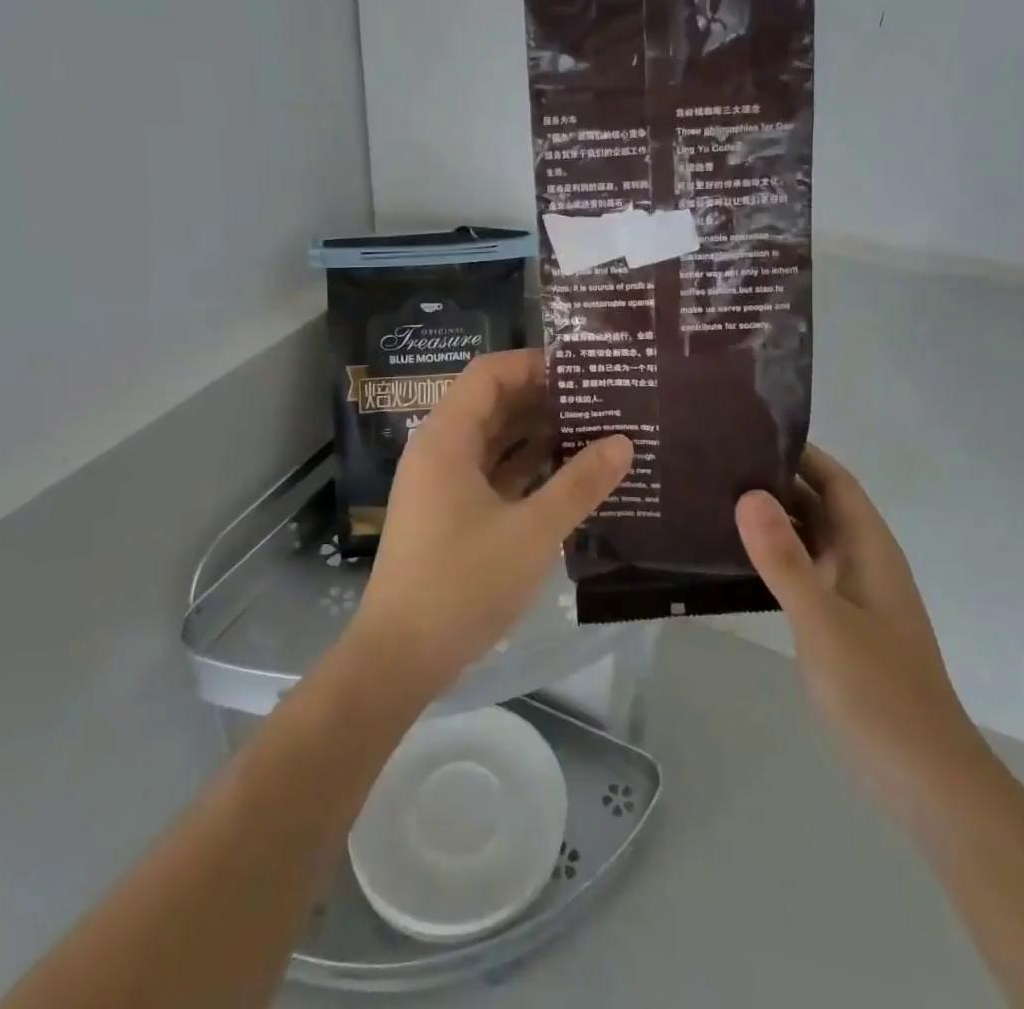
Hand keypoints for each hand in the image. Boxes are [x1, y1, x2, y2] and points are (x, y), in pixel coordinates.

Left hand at [347, 349, 632, 700]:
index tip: (582, 371)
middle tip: (600, 400)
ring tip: (594, 432)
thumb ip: (579, 484)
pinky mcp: (449, 514)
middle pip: (492, 404)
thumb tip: (623, 442)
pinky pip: (491, 474)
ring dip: (537, 435)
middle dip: (543, 399)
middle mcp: (440, 451)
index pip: (489, 374)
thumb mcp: (532, 531)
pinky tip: (567, 476)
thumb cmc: (463, 583)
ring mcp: (442, 485)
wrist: (400, 657)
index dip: (533, 364)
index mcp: (447, 438)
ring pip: (493, 441)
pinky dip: (525, 469)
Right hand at [736, 446, 985, 810]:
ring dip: (772, 520)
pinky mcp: (840, 625)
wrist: (925, 780)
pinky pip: (803, 573)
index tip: (748, 432)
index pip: (835, 481)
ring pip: (809, 540)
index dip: (800, 452)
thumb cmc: (878, 693)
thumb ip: (784, 559)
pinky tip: (735, 560)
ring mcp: (852, 595)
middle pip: (819, 505)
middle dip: (776, 481)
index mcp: (870, 549)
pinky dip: (774, 558)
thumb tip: (748, 494)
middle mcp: (863, 562)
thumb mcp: (823, 621)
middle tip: (716, 463)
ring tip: (715, 501)